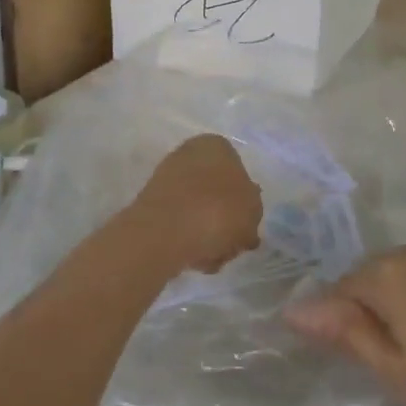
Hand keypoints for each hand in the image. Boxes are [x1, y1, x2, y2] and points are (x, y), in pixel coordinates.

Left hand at [125, 134, 262, 277]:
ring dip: (210, 237)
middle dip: (226, 223)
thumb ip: (253, 209)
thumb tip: (243, 213)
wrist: (166, 232)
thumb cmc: (218, 211)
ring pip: (200, 213)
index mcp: (216, 145)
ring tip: (213, 258)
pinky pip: (180, 225)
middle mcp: (189, 155)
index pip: (238, 172)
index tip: (247, 224)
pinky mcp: (152, 206)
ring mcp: (167, 180)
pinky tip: (194, 260)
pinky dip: (189, 242)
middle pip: (217, 195)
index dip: (245, 202)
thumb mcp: (253, 210)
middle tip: (233, 245)